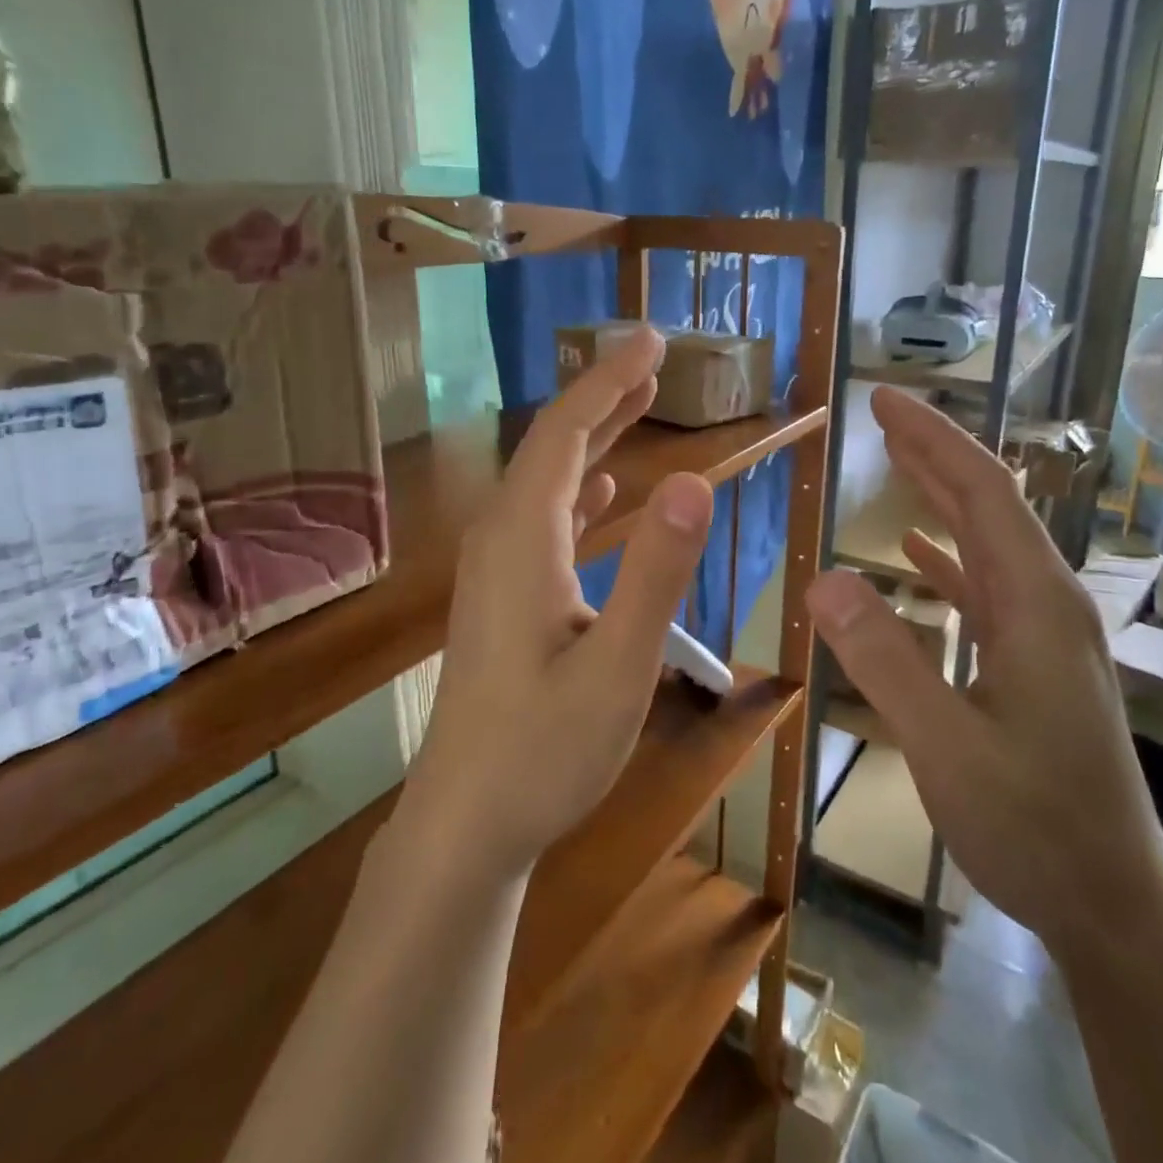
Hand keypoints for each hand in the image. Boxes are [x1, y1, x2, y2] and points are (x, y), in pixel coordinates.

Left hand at [400, 327, 714, 885]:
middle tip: (650, 357)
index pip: (565, 433)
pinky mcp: (501, 596)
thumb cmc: (545, 751)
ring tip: (637, 403)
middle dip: (601, 395)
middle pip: (550, 445)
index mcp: (523, 539)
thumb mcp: (619, 666)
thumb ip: (657, 572)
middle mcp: (500, 538)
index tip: (651, 340)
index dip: (608, 381)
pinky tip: (601, 487)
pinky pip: (541, 516)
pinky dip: (576, 486)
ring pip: (545, 479)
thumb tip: (697, 479)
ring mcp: (495, 568)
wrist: (465, 822)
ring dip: (592, 436)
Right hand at [806, 388, 1162, 959]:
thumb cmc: (1033, 825)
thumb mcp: (946, 745)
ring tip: (896, 461)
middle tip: (883, 414)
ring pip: (986, 542)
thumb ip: (884, 660)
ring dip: (941, 496)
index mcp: (1035, 604)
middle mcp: (1046, 603)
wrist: (1112, 902)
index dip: (933, 441)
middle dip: (935, 452)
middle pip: (989, 504)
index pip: (983, 493)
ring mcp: (1043, 633)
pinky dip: (947, 558)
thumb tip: (822, 578)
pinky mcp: (1033, 661)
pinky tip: (914, 554)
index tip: (885, 402)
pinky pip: (984, 587)